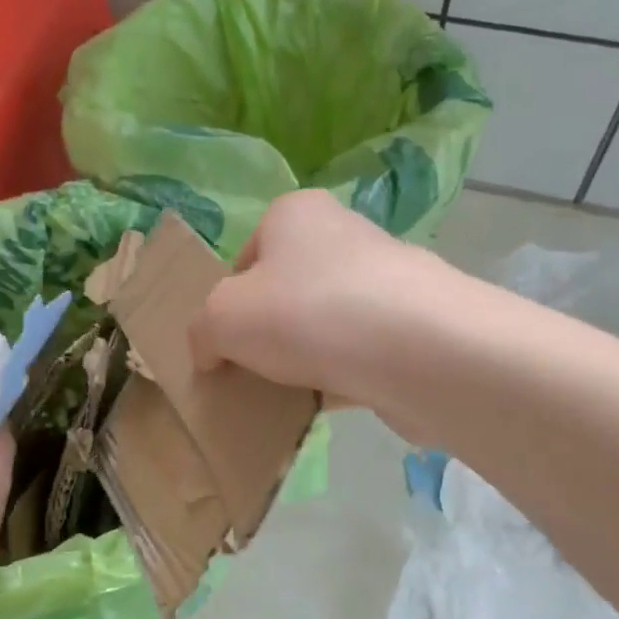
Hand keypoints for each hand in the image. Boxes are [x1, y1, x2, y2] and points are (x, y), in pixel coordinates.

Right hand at [189, 188, 449, 409]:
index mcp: (295, 214)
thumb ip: (201, 332)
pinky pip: (356, 353)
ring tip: (287, 394)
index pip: (245, 257)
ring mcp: (383, 281)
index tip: (225, 345)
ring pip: (322, 324)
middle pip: (285, 291)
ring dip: (302, 359)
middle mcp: (343, 235)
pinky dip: (338, 377)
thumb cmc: (306, 314)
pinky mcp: (409, 326)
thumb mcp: (222, 319)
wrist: (417, 351)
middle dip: (266, 334)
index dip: (227, 304)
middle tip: (252, 372)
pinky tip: (326, 403)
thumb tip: (210, 354)